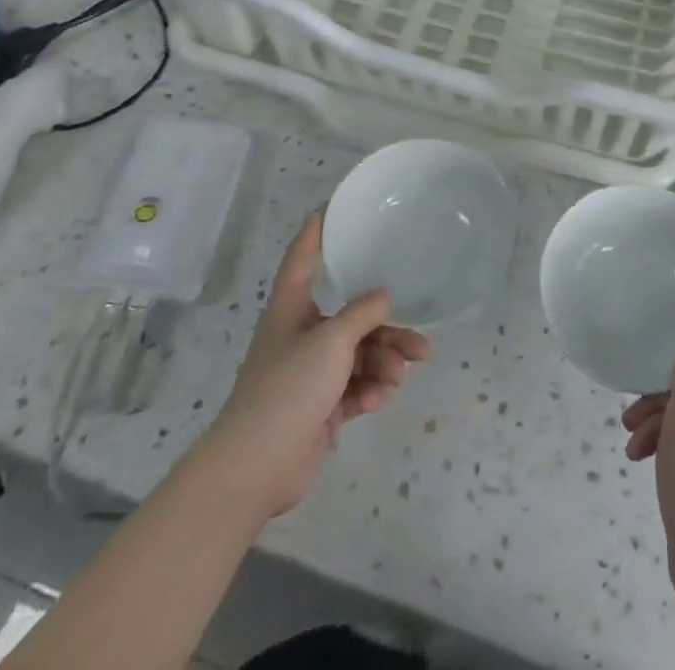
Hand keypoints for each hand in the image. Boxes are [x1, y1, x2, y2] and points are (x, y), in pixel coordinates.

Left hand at [207, 211, 430, 523]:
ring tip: (401, 374)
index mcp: (291, 310)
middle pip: (350, 319)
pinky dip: (368, 391)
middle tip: (419, 341)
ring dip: (383, 363)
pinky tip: (378, 399)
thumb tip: (384, 295)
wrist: (256, 467)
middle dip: (385, 330)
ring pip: (358, 356)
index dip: (315, 232)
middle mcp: (300, 336)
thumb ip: (363, 313)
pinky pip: (353, 388)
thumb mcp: (332, 340)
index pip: (302, 259)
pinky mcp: (318, 408)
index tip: (331, 207)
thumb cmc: (288, 387)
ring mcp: (309, 375)